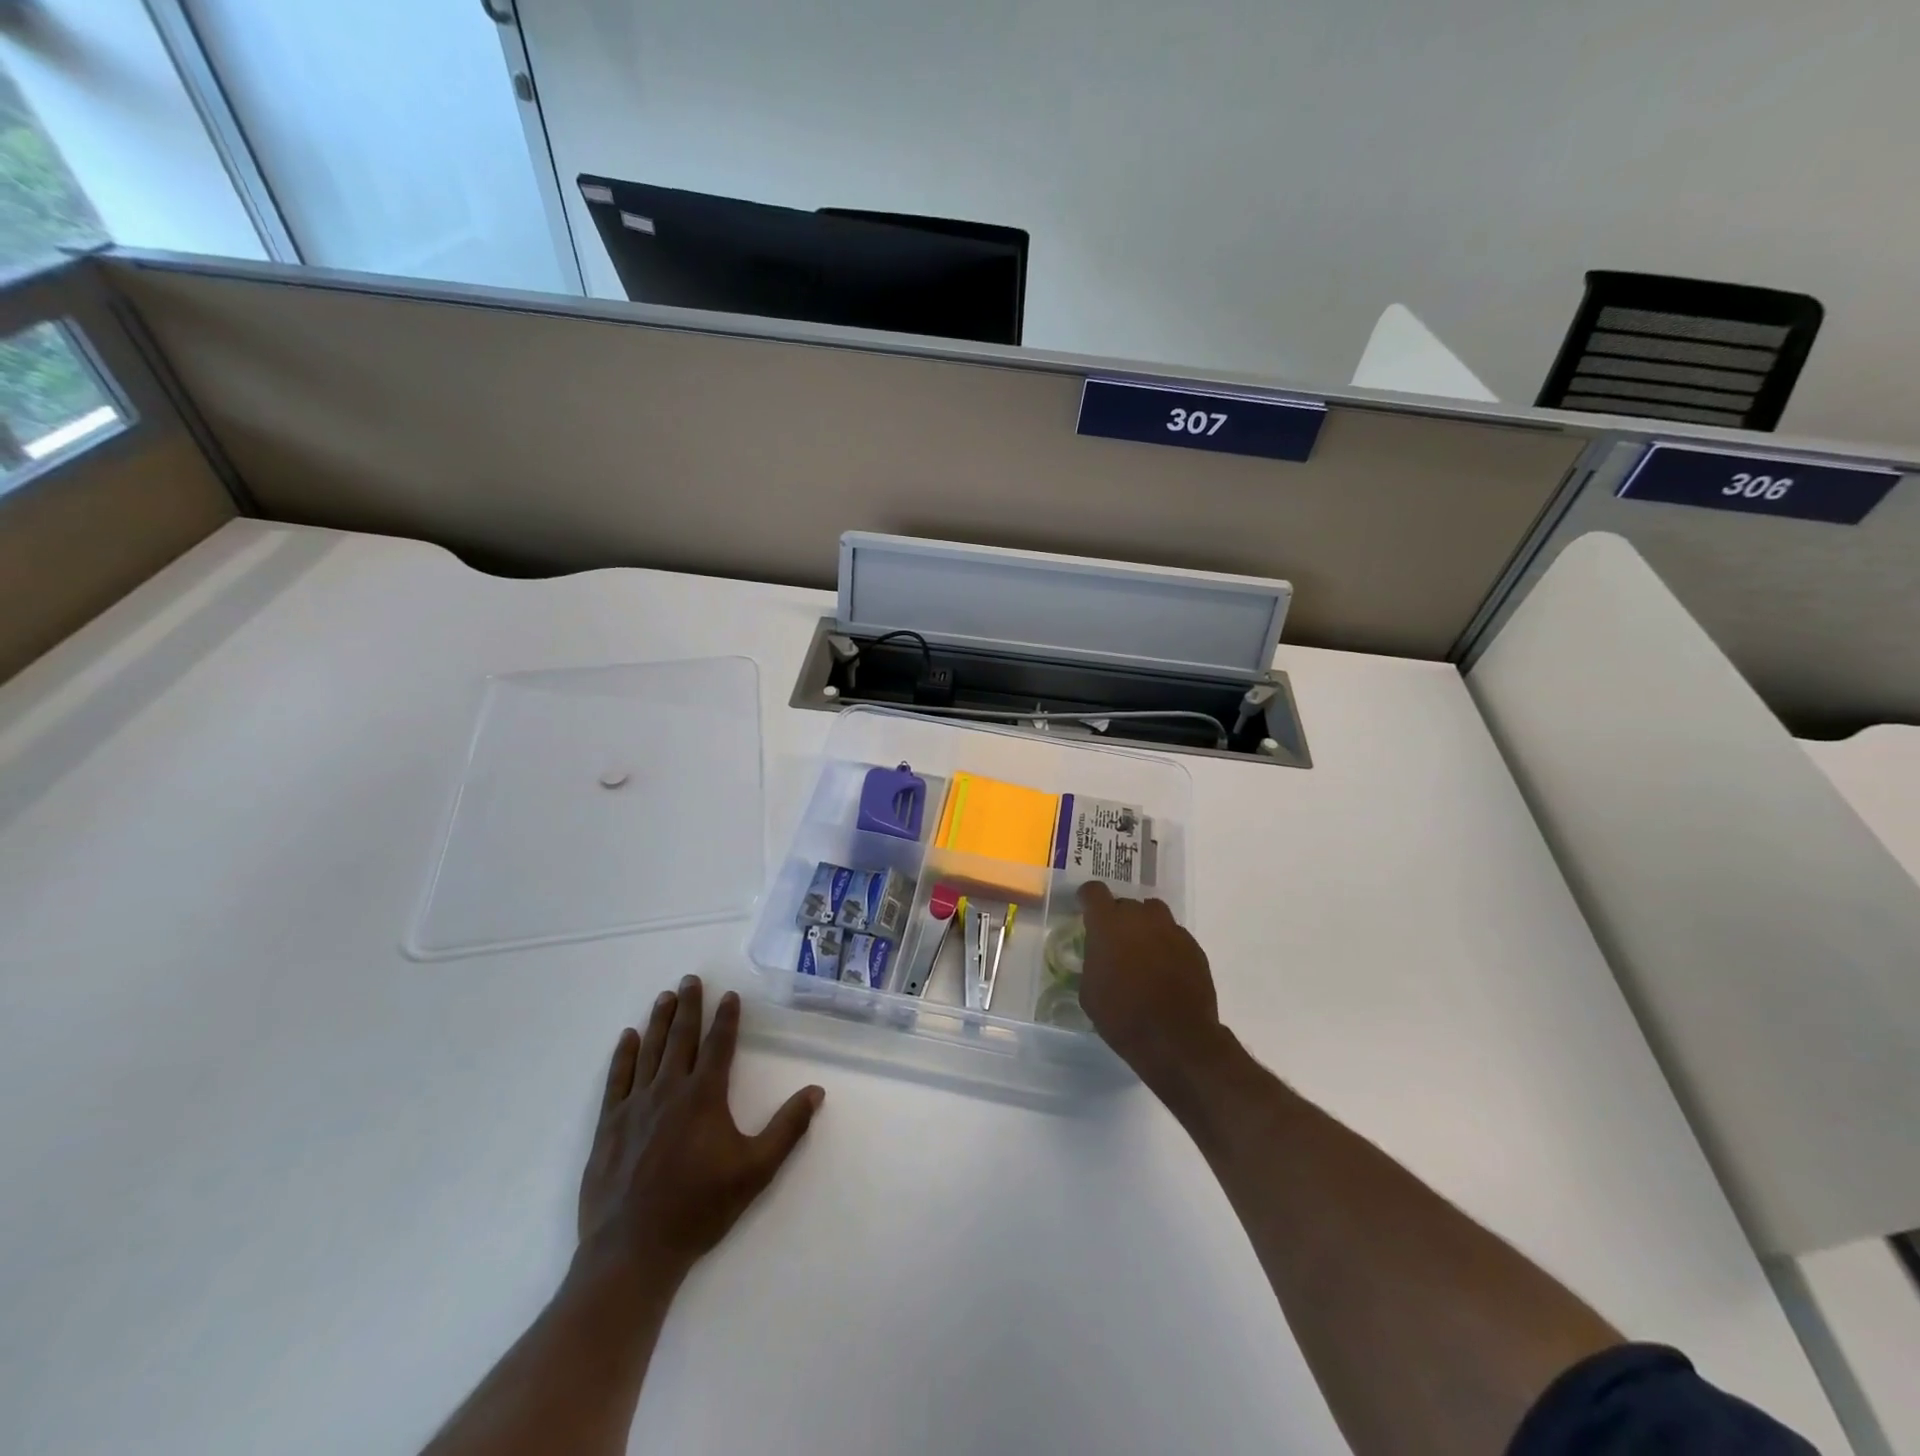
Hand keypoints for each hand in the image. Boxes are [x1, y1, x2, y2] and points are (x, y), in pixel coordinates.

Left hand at [576, 975, 823, 1287]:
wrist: (632, 1251)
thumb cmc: (699, 1208)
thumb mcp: (756, 1171)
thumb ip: (788, 1128)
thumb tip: (817, 1091)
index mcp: (704, 1096)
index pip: (719, 1045)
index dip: (726, 1017)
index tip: (729, 995)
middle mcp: (669, 1090)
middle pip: (681, 1037)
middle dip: (689, 1005)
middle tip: (691, 979)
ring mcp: (635, 1106)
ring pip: (649, 1050)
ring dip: (659, 1020)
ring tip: (665, 996)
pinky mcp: (609, 1125)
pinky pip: (618, 1078)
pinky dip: (624, 1054)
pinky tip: (628, 1037)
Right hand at [1077, 881, 1224, 1090]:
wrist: (1176, 1038)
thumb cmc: (1122, 1016)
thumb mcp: (1090, 991)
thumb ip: (1093, 962)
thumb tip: (1100, 957)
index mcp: (1108, 924)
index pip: (1094, 891)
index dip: (1088, 899)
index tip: (1085, 910)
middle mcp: (1140, 917)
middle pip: (1126, 903)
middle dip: (1118, 918)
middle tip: (1115, 943)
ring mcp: (1171, 929)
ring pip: (1154, 914)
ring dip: (1145, 927)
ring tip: (1142, 952)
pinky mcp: (1194, 947)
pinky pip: (1174, 935)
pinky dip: (1166, 945)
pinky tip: (1165, 970)